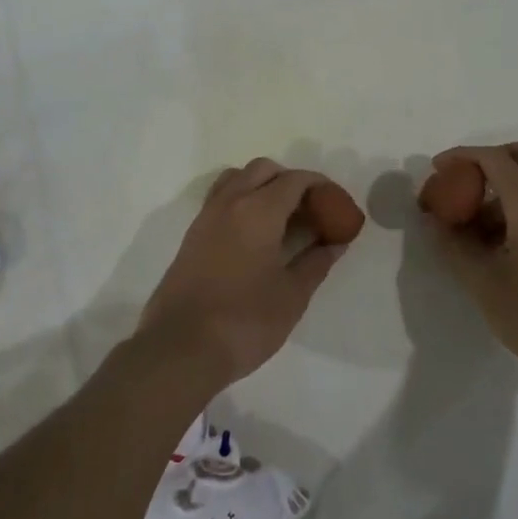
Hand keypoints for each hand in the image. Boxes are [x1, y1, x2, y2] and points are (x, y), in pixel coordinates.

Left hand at [138, 158, 349, 391]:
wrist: (180, 348)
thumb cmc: (245, 321)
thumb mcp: (292, 295)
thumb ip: (316, 263)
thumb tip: (335, 244)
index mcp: (258, 210)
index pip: (294, 180)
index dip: (320, 186)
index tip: (337, 204)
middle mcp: (230, 202)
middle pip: (263, 170)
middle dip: (290, 181)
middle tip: (311, 210)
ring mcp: (206, 217)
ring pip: (237, 179)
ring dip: (262, 186)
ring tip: (282, 218)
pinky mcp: (192, 235)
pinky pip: (221, 199)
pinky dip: (242, 201)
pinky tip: (255, 235)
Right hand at [424, 140, 517, 380]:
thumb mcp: (483, 282)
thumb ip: (453, 245)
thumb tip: (433, 221)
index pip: (494, 157)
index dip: (462, 157)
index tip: (437, 171)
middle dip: (487, 160)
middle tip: (460, 183)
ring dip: (502, 185)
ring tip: (471, 222)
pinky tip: (497, 241)